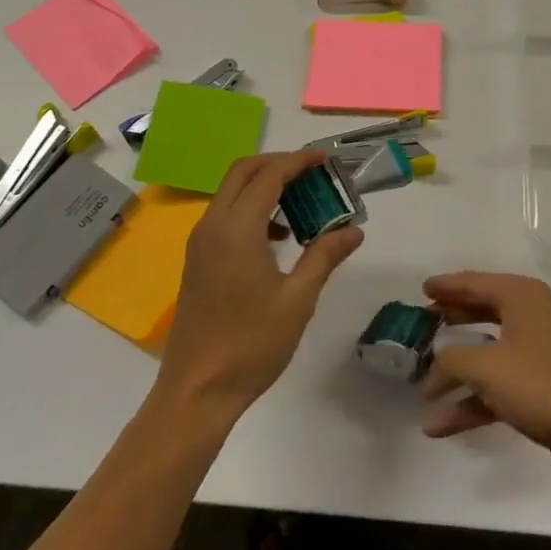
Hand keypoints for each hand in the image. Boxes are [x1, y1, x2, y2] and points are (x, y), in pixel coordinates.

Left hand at [155, 150, 362, 421]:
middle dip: (278, 164)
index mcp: (237, 229)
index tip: (326, 157)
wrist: (196, 391)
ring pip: (231, 192)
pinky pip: (225, 215)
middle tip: (313, 174)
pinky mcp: (197, 260)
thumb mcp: (298, 299)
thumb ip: (324, 256)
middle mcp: (213, 225)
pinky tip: (279, 237)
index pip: (270, 175)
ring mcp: (200, 243)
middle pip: (243, 172)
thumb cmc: (251, 344)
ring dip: (264, 186)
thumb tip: (354, 230)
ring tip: (302, 204)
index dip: (299, 161)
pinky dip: (251, 208)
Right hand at [420, 272, 550, 493]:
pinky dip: (473, 403)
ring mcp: (540, 355)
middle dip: (451, 323)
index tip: (421, 289)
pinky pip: (499, 388)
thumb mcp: (488, 369)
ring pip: (488, 356)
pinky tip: (440, 426)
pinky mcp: (544, 390)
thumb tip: (434, 362)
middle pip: (482, 313)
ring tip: (422, 389)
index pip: (475, 282)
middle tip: (420, 327)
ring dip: (456, 375)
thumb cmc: (546, 386)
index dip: (447, 286)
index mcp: (522, 297)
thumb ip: (452, 360)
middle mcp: (532, 317)